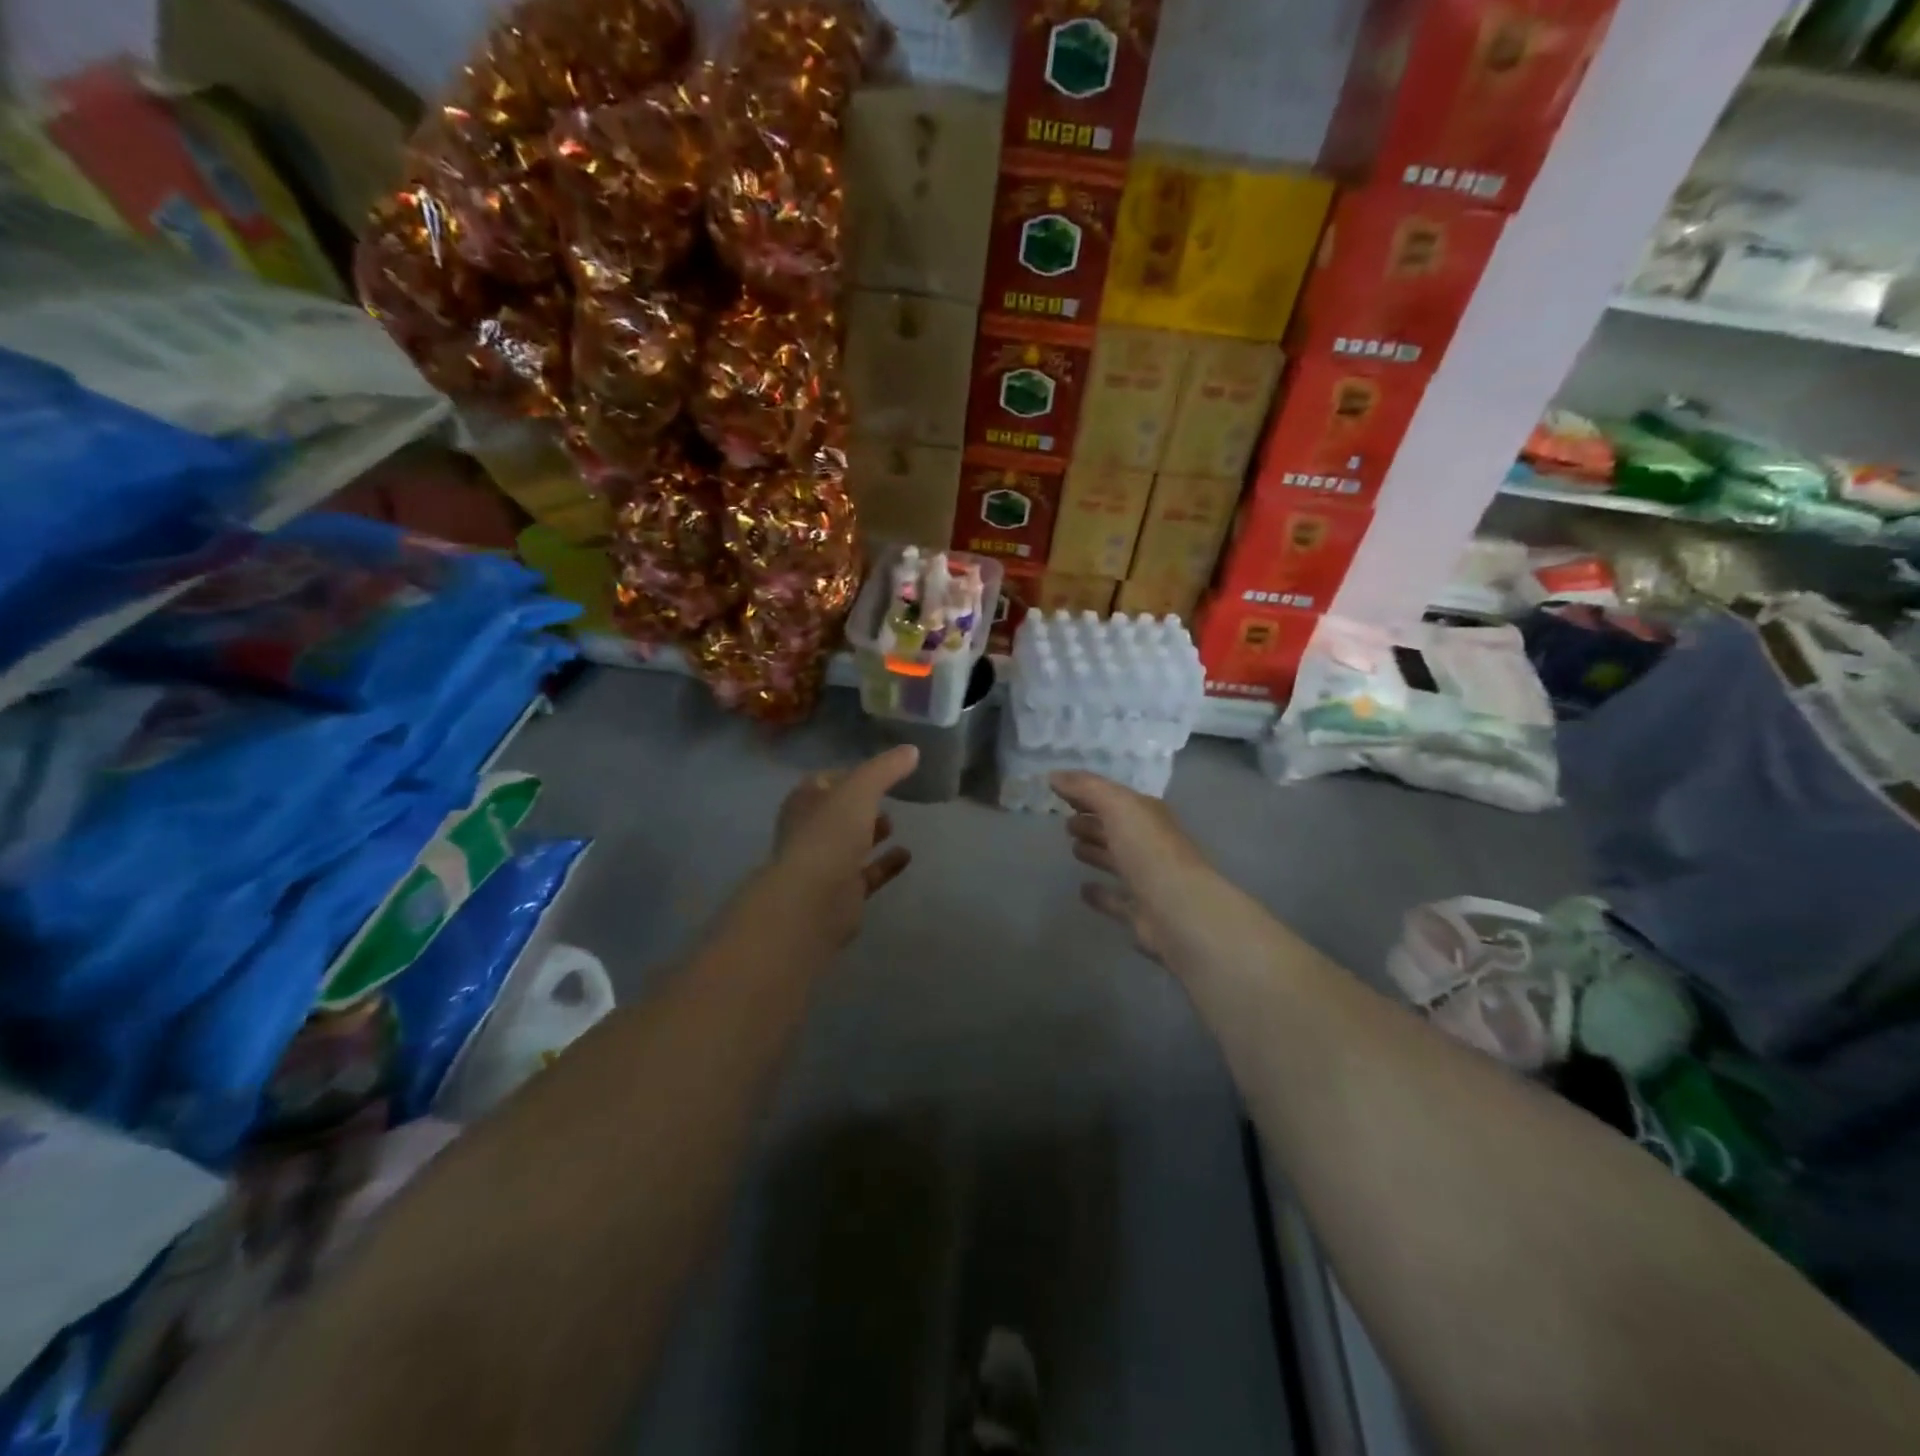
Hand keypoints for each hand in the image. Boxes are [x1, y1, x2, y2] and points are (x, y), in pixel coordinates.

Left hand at [768, 745, 918, 945]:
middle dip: (860, 805)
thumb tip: (912, 750)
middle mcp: (811, 831)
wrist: (814, 900)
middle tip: (887, 796)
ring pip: (851, 843)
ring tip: (894, 822)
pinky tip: (907, 855)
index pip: (825, 781)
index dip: (849, 774)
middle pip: (838, 813)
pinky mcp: (843, 893)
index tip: (877, 770)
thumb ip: (886, 768)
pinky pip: (868, 873)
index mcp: (805, 802)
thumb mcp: (860, 790)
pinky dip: (886, 864)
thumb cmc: (830, 835)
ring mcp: (825, 864)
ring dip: (871, 833)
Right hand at [1051, 771, 1220, 967]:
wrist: (1180, 910)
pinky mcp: (1140, 911)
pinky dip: (1100, 894)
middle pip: (1116, 829)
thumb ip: (1086, 787)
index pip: (1114, 798)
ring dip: (1096, 852)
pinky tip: (1083, 890)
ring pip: (1116, 860)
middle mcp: (1149, 844)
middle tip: (1065, 822)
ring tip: (1072, 848)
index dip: (1087, 792)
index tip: (1058, 790)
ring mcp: (1146, 879)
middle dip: (1093, 822)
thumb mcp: (1118, 806)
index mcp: (1147, 815)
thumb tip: (1053, 774)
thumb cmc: (1149, 850)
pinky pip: (1116, 899)